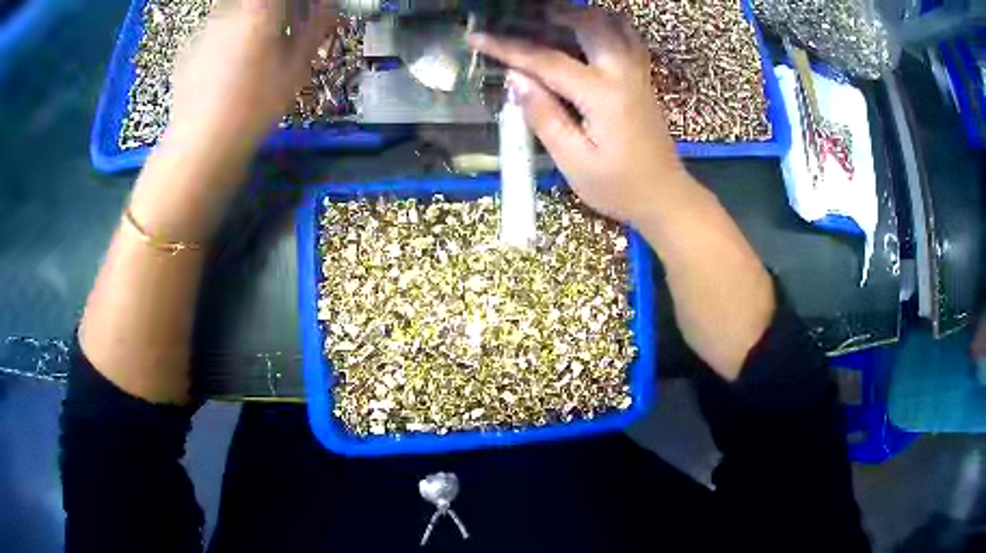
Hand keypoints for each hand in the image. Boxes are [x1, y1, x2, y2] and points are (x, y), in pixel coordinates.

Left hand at [167, 0, 335, 149]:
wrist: (201, 145)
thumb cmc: (254, 106)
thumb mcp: (295, 68)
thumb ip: (314, 29)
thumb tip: (326, 9)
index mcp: (261, 8)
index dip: (296, 5)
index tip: (305, 12)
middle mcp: (230, 10)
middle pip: (256, 2)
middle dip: (274, 12)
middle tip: (282, 33)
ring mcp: (205, 28)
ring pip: (234, 14)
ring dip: (249, 25)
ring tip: (253, 56)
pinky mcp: (187, 49)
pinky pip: (214, 33)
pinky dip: (224, 41)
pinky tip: (225, 71)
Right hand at [469, 7, 687, 225]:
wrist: (664, 197)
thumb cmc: (618, 187)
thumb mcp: (574, 162)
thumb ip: (545, 117)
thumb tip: (516, 79)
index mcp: (602, 95)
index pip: (547, 60)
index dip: (508, 48)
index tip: (477, 38)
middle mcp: (623, 73)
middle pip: (589, 23)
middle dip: (554, 13)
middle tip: (522, 17)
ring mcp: (638, 73)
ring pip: (614, 24)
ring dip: (582, 14)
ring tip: (554, 18)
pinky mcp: (644, 79)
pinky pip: (628, 37)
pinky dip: (606, 25)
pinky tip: (590, 32)